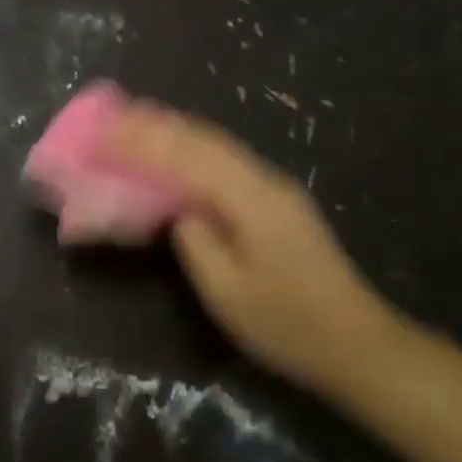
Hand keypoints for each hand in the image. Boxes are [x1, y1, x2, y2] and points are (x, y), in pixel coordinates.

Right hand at [106, 104, 402, 395]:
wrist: (358, 344)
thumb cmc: (288, 325)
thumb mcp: (228, 294)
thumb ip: (196, 243)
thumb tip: (178, 211)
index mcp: (251, 199)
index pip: (187, 156)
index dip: (142, 142)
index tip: (103, 134)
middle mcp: (264, 180)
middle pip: (203, 139)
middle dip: (155, 125)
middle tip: (112, 117)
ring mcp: (274, 188)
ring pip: (216, 145)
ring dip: (174, 130)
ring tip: (135, 121)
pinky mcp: (276, 201)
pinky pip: (224, 162)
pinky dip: (192, 148)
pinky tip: (177, 150)